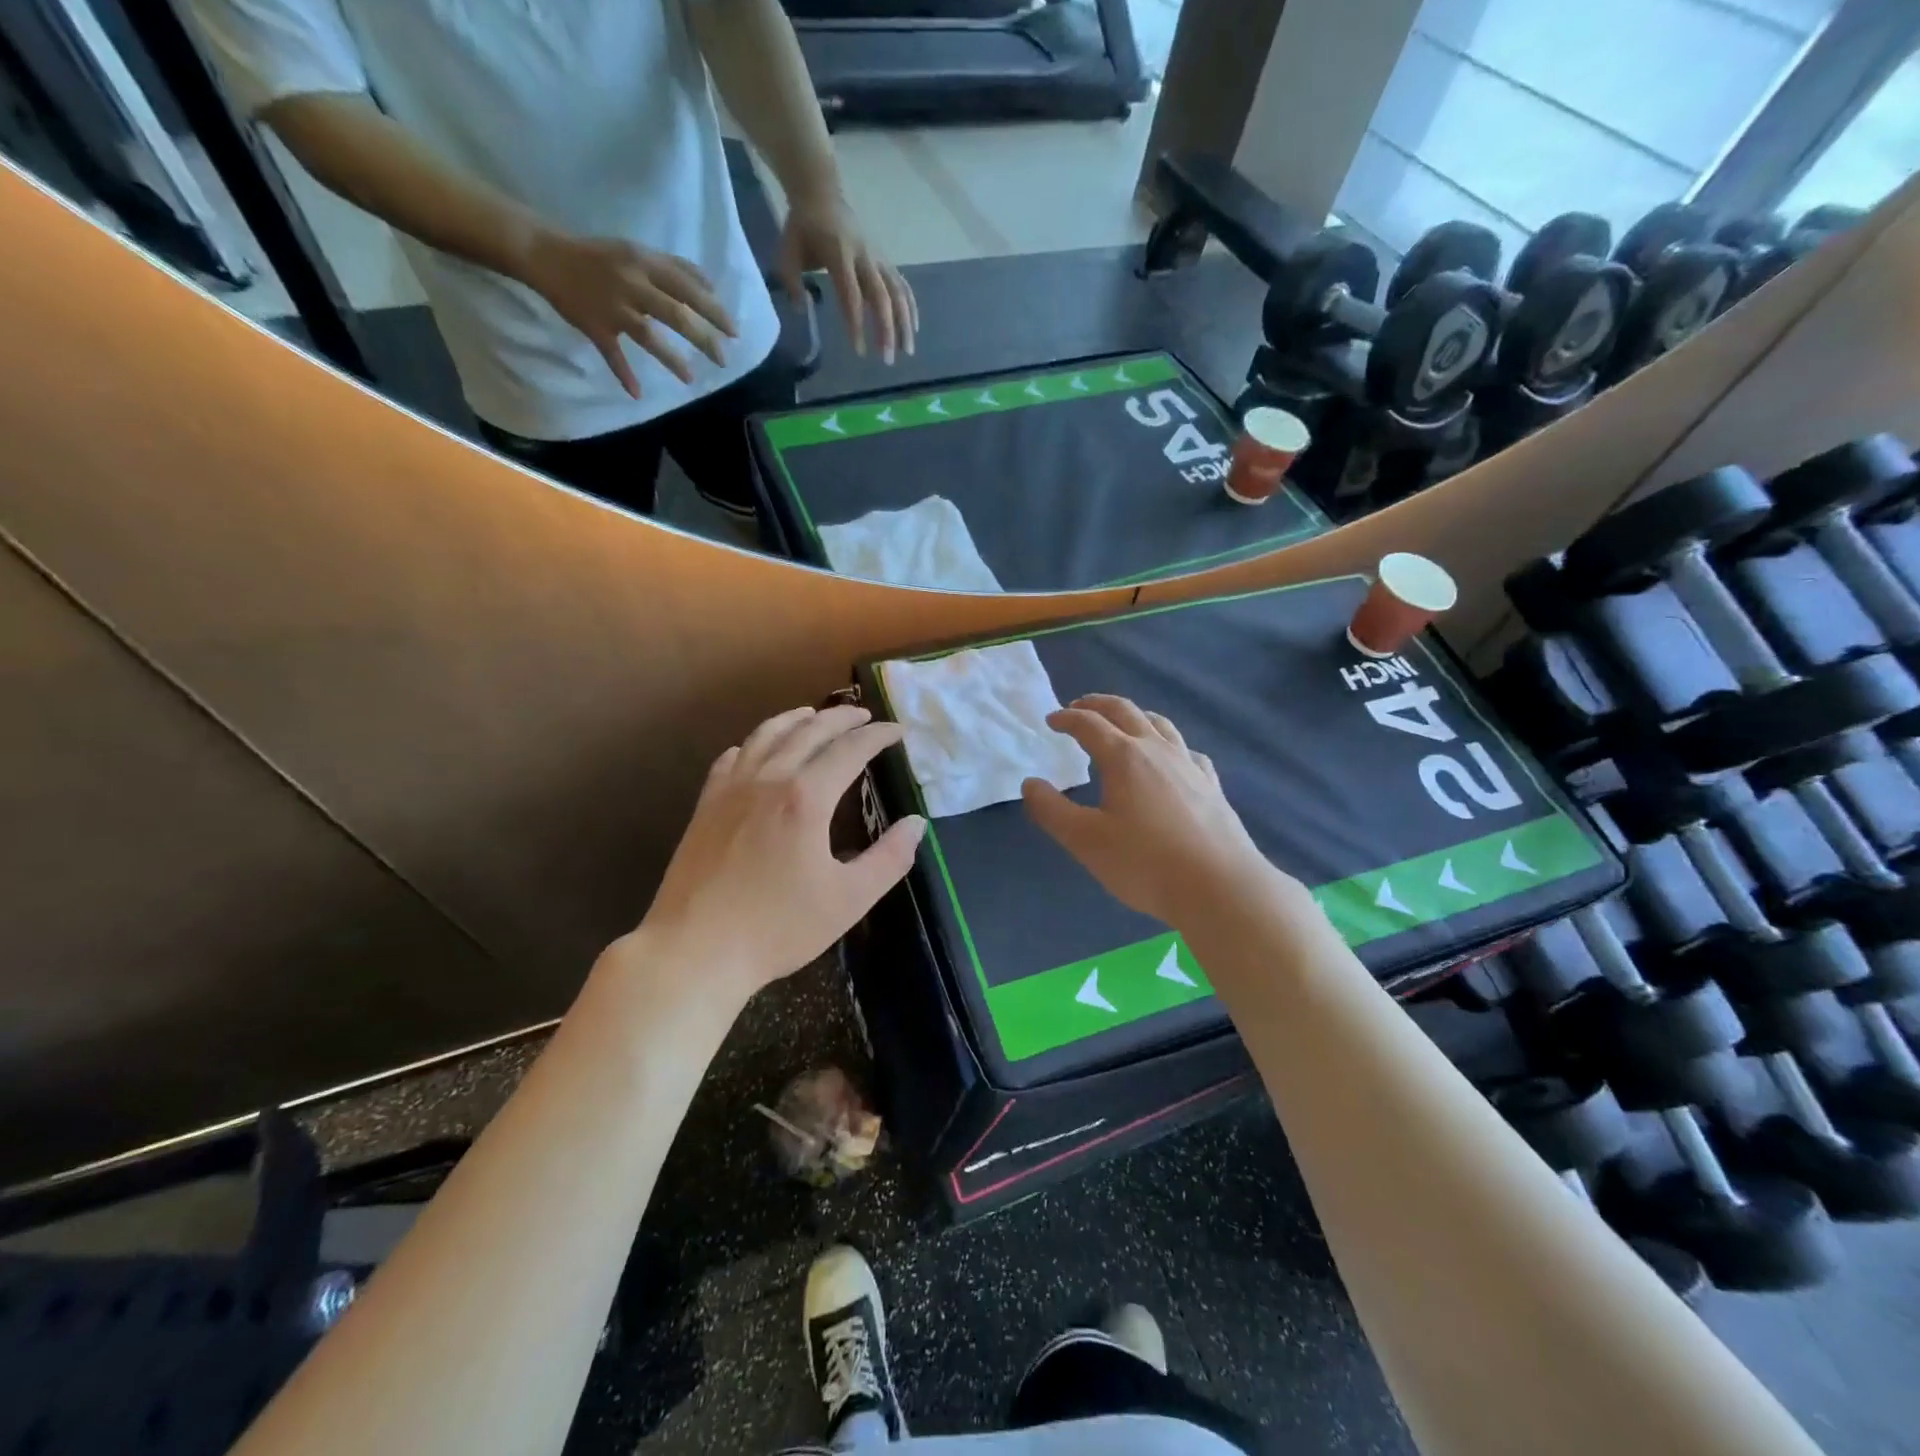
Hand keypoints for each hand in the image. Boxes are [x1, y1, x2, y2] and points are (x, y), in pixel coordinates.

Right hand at [521, 229, 738, 395]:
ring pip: (647, 335)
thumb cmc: (601, 257)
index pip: (687, 288)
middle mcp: (631, 284)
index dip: (713, 310)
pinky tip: (637, 393)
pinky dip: (623, 374)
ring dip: (671, 359)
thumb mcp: (639, 252)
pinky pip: (612, 354)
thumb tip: (711, 286)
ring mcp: (612, 308)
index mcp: (644, 263)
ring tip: (690, 379)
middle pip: (674, 314)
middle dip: (703, 338)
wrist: (546, 255)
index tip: (734, 332)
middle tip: (723, 359)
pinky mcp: (594, 327)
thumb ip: (675, 267)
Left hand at [635, 704, 924, 1005]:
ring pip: (766, 736)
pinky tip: (756, 750)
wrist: (695, 950)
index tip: (898, 731)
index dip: (877, 736)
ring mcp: (731, 790)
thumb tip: (916, 823)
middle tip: (864, 715)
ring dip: (795, 719)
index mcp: (806, 798)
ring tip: (813, 715)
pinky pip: (731, 759)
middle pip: (808, 732)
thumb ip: (889, 858)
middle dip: (841, 719)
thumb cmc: (778, 928)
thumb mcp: (849, 900)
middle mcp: (768, 780)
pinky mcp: (706, 807)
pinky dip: (753, 744)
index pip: (850, 750)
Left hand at [779, 189, 916, 362]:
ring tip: (907, 351)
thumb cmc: (802, 226)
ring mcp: (878, 258)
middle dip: (887, 331)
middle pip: (882, 298)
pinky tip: (914, 329)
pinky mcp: (885, 260)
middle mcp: (864, 257)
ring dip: (905, 324)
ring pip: (898, 293)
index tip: (859, 352)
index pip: (851, 296)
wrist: (821, 192)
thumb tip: (802, 311)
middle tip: (887, 361)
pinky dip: (910, 307)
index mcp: (839, 255)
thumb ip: (792, 282)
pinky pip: (902, 285)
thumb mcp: (787, 251)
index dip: (856, 324)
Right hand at [1023, 695, 1288, 929]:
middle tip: (1078, 707)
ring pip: (1160, 724)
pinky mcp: (1211, 785)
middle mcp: (1157, 750)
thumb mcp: (1086, 841)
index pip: (1089, 724)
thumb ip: (1052, 810)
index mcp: (1123, 757)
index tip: (1051, 720)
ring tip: (1122, 723)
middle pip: (1125, 711)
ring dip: (1134, 715)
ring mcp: (1189, 765)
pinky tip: (1170, 759)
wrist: (1220, 887)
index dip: (1067, 718)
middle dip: (1097, 704)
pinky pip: (1186, 750)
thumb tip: (1030, 784)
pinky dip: (1169, 744)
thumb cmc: (1145, 863)